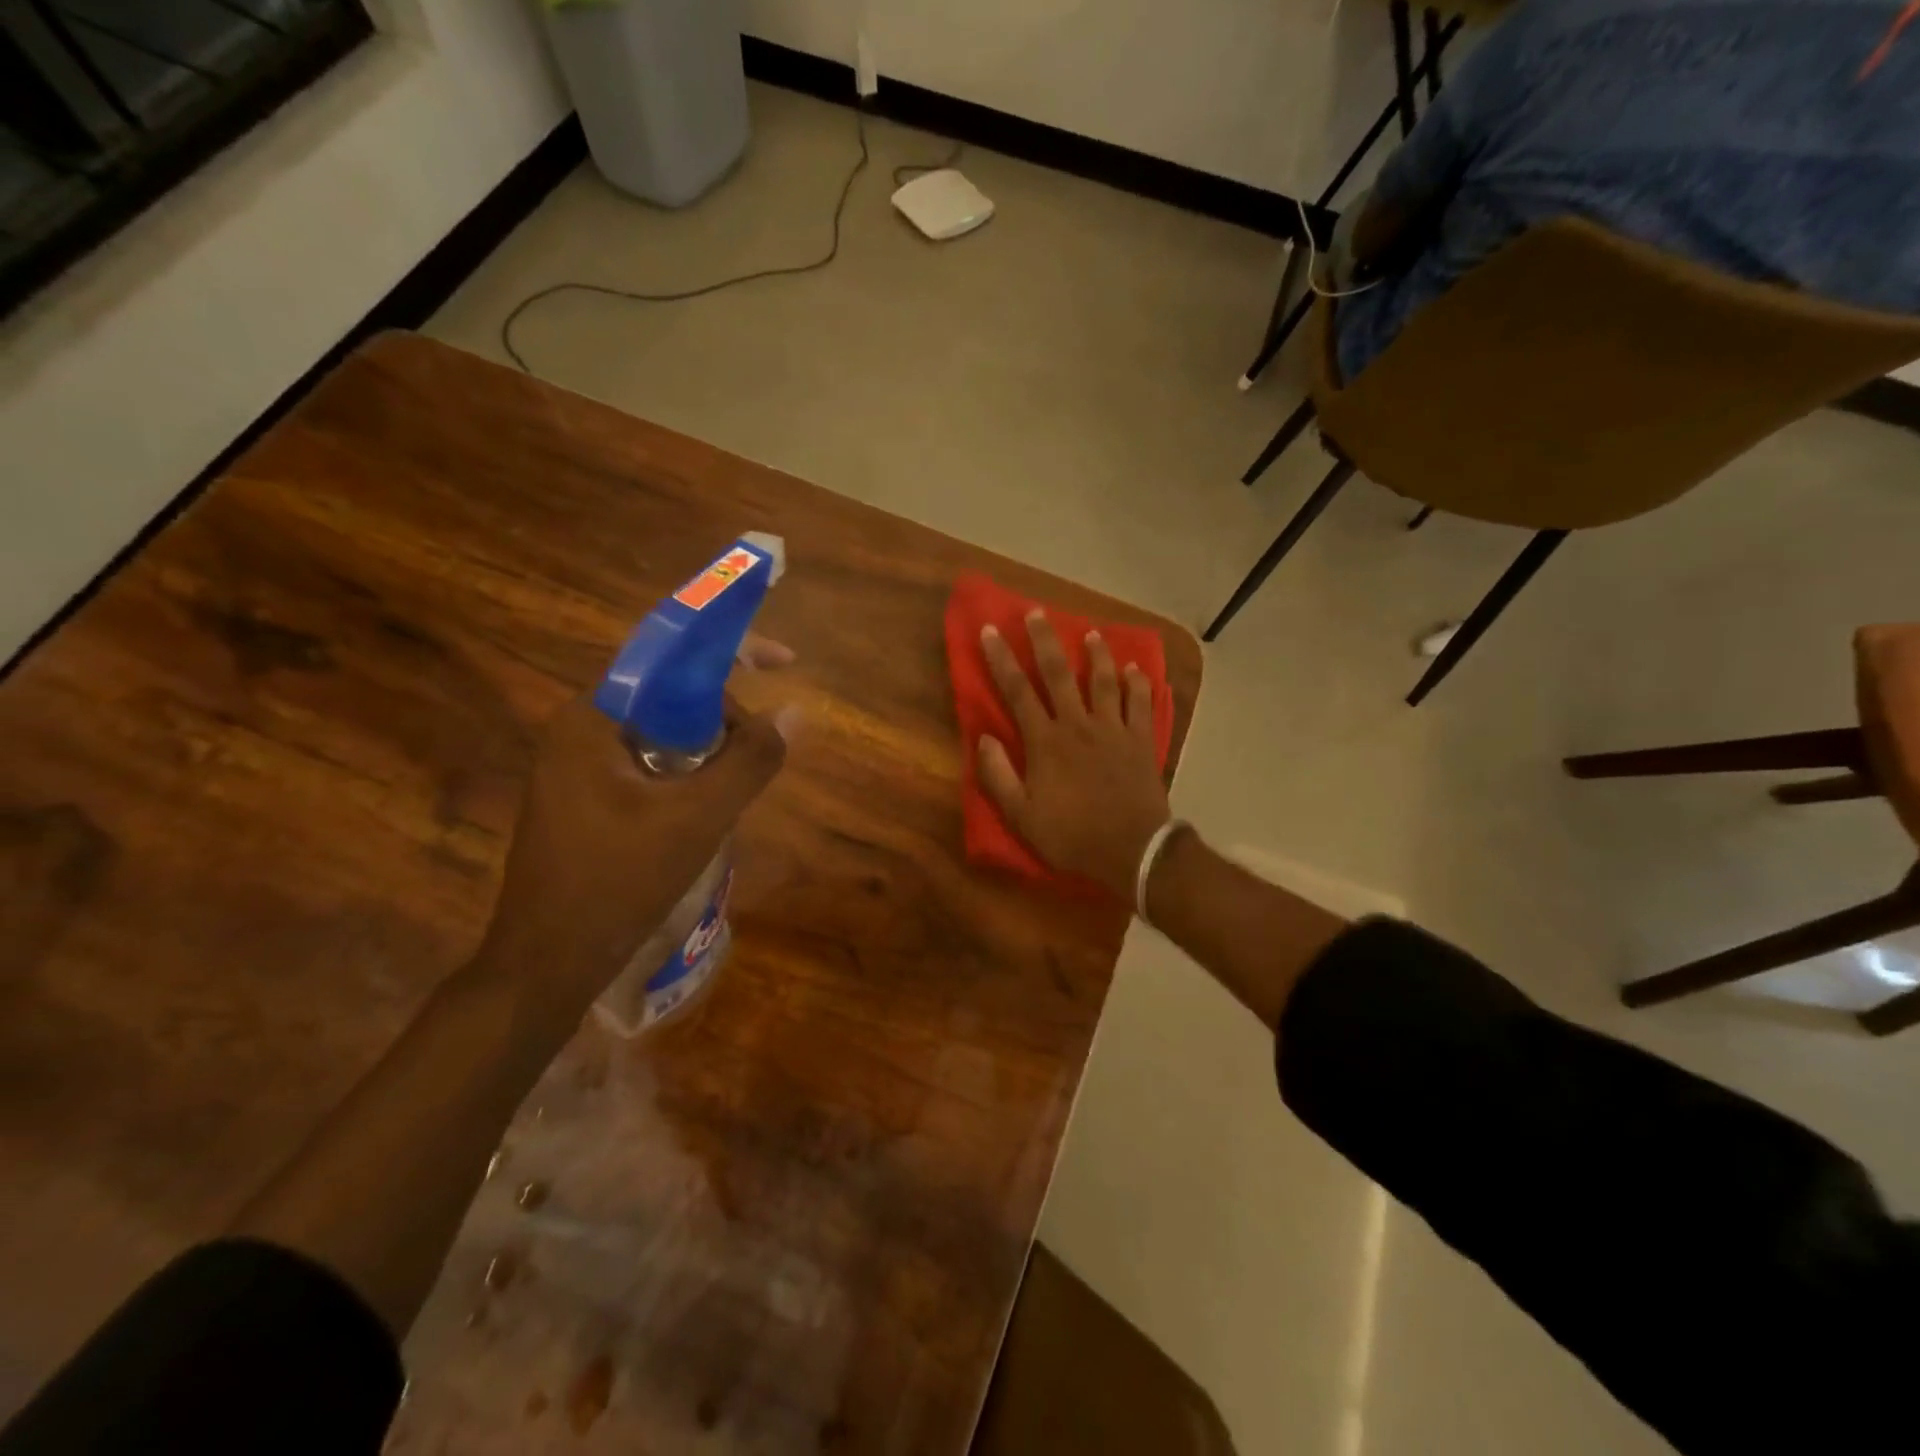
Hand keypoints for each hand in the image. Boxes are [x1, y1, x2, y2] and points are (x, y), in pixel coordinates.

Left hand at [477, 685, 786, 1022]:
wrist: (547, 963)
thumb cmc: (618, 882)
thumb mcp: (698, 818)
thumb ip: (750, 760)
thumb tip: (794, 712)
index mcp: (592, 717)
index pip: (669, 658)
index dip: (733, 650)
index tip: (785, 662)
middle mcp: (579, 729)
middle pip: (669, 695)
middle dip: (723, 715)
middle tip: (759, 754)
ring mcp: (577, 766)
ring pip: (663, 733)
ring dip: (709, 749)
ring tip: (737, 787)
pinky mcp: (585, 798)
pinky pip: (649, 764)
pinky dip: (687, 774)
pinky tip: (707, 810)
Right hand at [977, 612, 1168, 897]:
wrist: (1132, 850)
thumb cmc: (1071, 835)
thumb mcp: (1021, 816)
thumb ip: (997, 776)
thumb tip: (982, 738)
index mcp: (1045, 741)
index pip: (1017, 691)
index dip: (1001, 659)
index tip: (989, 630)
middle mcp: (1078, 724)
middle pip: (1058, 673)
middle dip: (1044, 640)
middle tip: (1037, 613)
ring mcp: (1113, 729)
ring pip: (1103, 680)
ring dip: (1095, 654)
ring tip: (1090, 633)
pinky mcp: (1141, 740)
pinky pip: (1140, 703)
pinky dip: (1137, 683)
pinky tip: (1135, 669)